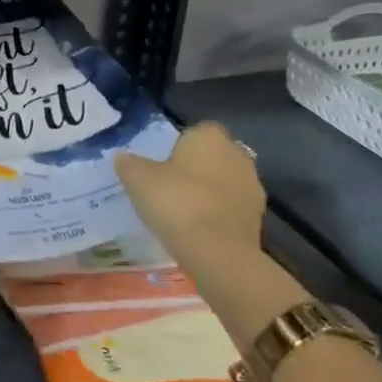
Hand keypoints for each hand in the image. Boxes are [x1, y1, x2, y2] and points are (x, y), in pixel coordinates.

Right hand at [115, 122, 265, 267]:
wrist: (216, 251)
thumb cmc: (176, 201)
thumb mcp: (137, 179)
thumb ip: (128, 163)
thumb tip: (123, 157)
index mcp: (210, 137)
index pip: (196, 131)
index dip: (180, 145)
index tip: (163, 163)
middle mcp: (237, 155)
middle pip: (214, 155)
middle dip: (197, 167)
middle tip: (171, 186)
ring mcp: (252, 186)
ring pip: (225, 181)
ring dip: (210, 191)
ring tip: (184, 211)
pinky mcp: (259, 217)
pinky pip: (232, 207)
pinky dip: (219, 213)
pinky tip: (199, 228)